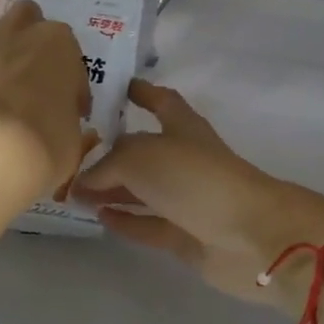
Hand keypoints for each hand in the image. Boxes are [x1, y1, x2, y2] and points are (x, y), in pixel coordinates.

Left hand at [0, 1, 91, 193]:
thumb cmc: (39, 145)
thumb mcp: (72, 141)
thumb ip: (68, 121)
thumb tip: (65, 124)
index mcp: (58, 43)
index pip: (69, 56)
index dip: (67, 84)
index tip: (64, 109)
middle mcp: (17, 28)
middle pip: (25, 22)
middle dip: (27, 46)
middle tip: (26, 85)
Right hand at [73, 79, 323, 310]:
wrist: (250, 235)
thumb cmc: (196, 179)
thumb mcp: (140, 156)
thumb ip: (106, 164)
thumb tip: (84, 180)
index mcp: (183, 128)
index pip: (160, 101)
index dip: (140, 92)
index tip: (114, 87)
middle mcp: (186, 160)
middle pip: (144, 151)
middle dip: (112, 151)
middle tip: (72, 152)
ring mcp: (188, 199)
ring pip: (144, 191)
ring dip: (112, 189)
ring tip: (74, 191)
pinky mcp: (186, 235)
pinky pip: (149, 225)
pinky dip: (126, 221)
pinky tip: (99, 216)